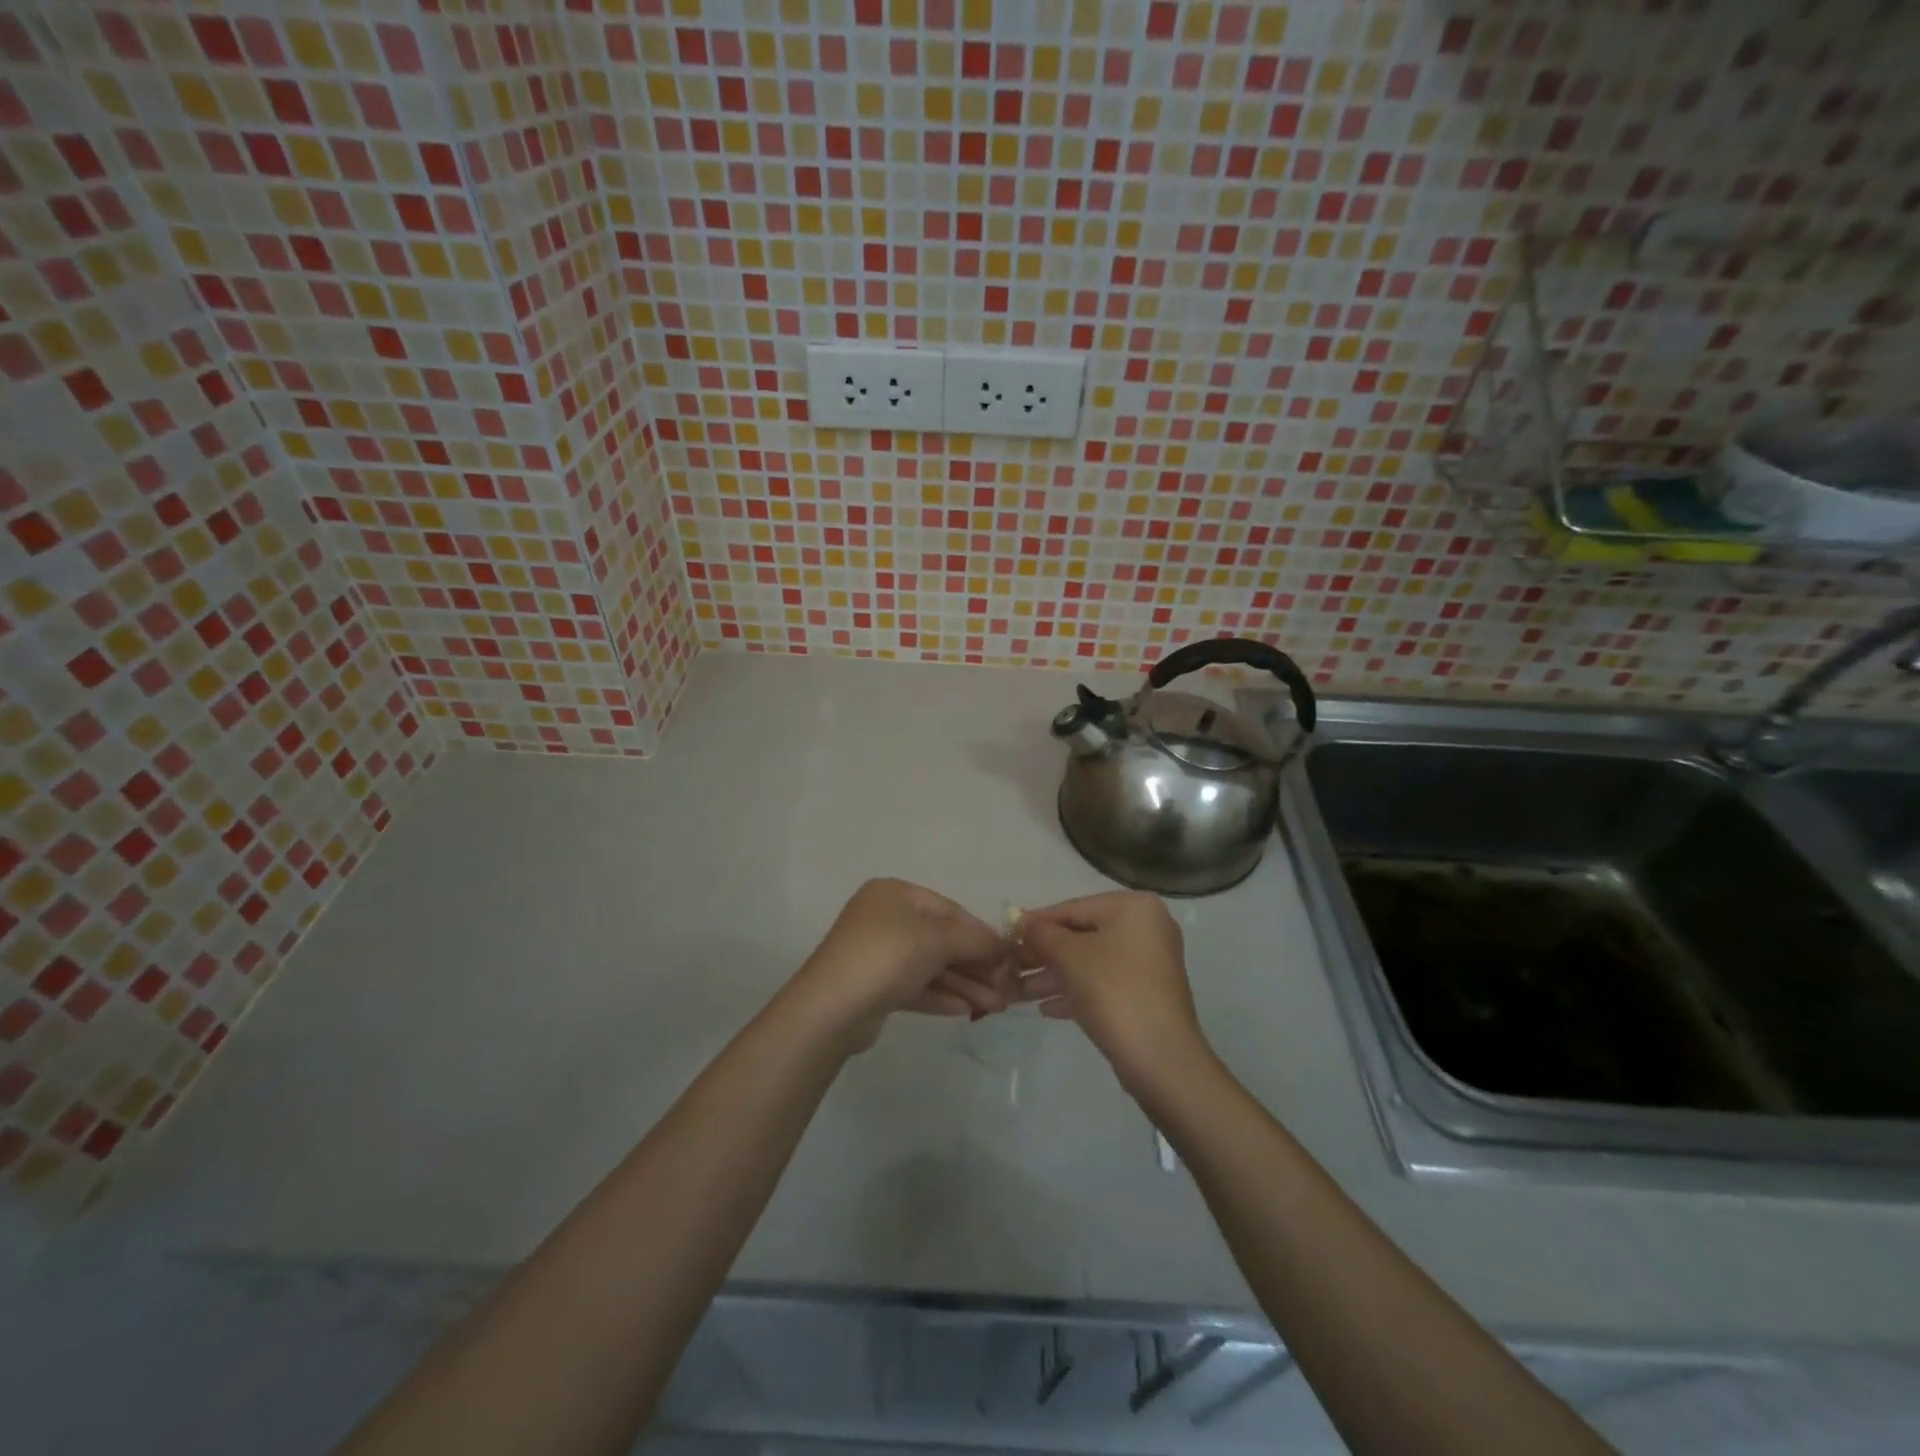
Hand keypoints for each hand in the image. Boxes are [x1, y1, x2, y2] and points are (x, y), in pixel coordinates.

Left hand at [788, 879, 1012, 1049]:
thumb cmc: (886, 956)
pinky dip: (941, 995)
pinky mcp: (874, 987)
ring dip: (963, 984)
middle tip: (1005, 988)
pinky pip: (915, 986)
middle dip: (974, 964)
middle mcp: (884, 918)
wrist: (830, 1009)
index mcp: (894, 894)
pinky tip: (966, 1010)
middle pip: (941, 939)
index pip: (949, 909)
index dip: (980, 932)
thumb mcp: (937, 940)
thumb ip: (974, 940)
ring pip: (930, 966)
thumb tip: (1003, 944)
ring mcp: (877, 954)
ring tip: (995, 1006)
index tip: (1008, 956)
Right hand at [1016, 891, 1213, 1092]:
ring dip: (1055, 976)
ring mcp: (1149, 963)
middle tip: (1010, 967)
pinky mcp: (1146, 994)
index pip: (1074, 908)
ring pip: (1091, 962)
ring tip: (1018, 993)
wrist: (1160, 1058)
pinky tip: (1045, 1009)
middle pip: (1082, 935)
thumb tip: (1020, 920)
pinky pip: (1104, 984)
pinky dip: (1076, 992)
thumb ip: (1042, 934)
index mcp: (1133, 908)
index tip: (1007, 935)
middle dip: (1044, 954)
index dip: (1037, 922)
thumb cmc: (1113, 991)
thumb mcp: (1069, 956)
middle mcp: (1146, 928)